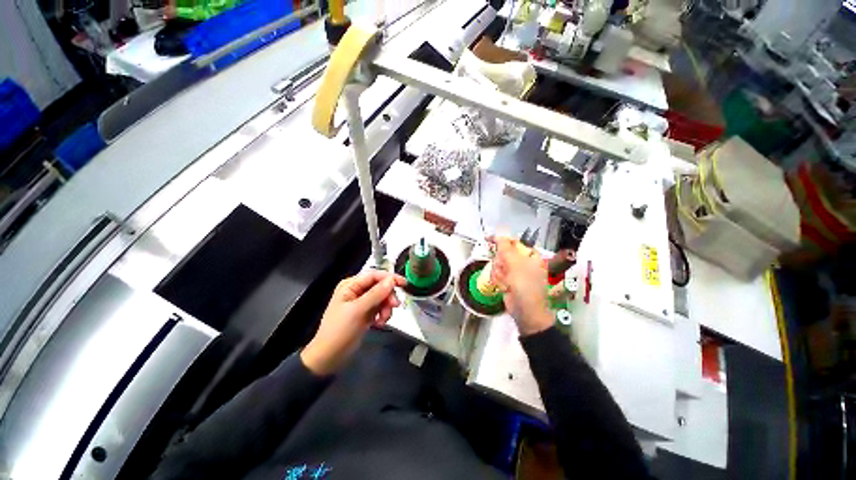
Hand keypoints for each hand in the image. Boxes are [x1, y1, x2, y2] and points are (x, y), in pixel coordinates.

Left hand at [301, 270, 405, 374]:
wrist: (329, 357)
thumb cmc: (339, 331)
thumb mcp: (358, 310)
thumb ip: (376, 294)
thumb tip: (392, 280)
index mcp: (351, 285)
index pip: (374, 275)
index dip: (390, 278)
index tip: (404, 284)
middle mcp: (357, 290)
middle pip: (381, 286)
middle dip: (388, 296)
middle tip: (394, 306)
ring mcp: (362, 302)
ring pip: (383, 297)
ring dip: (386, 308)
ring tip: (383, 320)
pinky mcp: (366, 313)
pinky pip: (380, 308)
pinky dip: (383, 314)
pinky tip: (379, 323)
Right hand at [491, 236, 553, 335]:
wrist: (526, 311)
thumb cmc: (525, 285)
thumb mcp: (515, 263)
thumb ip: (505, 248)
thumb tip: (498, 236)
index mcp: (530, 255)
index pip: (513, 242)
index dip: (501, 240)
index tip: (488, 239)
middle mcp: (523, 262)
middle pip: (502, 253)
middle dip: (500, 261)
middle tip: (503, 269)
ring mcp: (515, 272)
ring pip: (498, 264)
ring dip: (498, 272)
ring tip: (505, 281)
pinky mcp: (508, 281)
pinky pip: (497, 274)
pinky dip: (498, 279)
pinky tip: (503, 286)